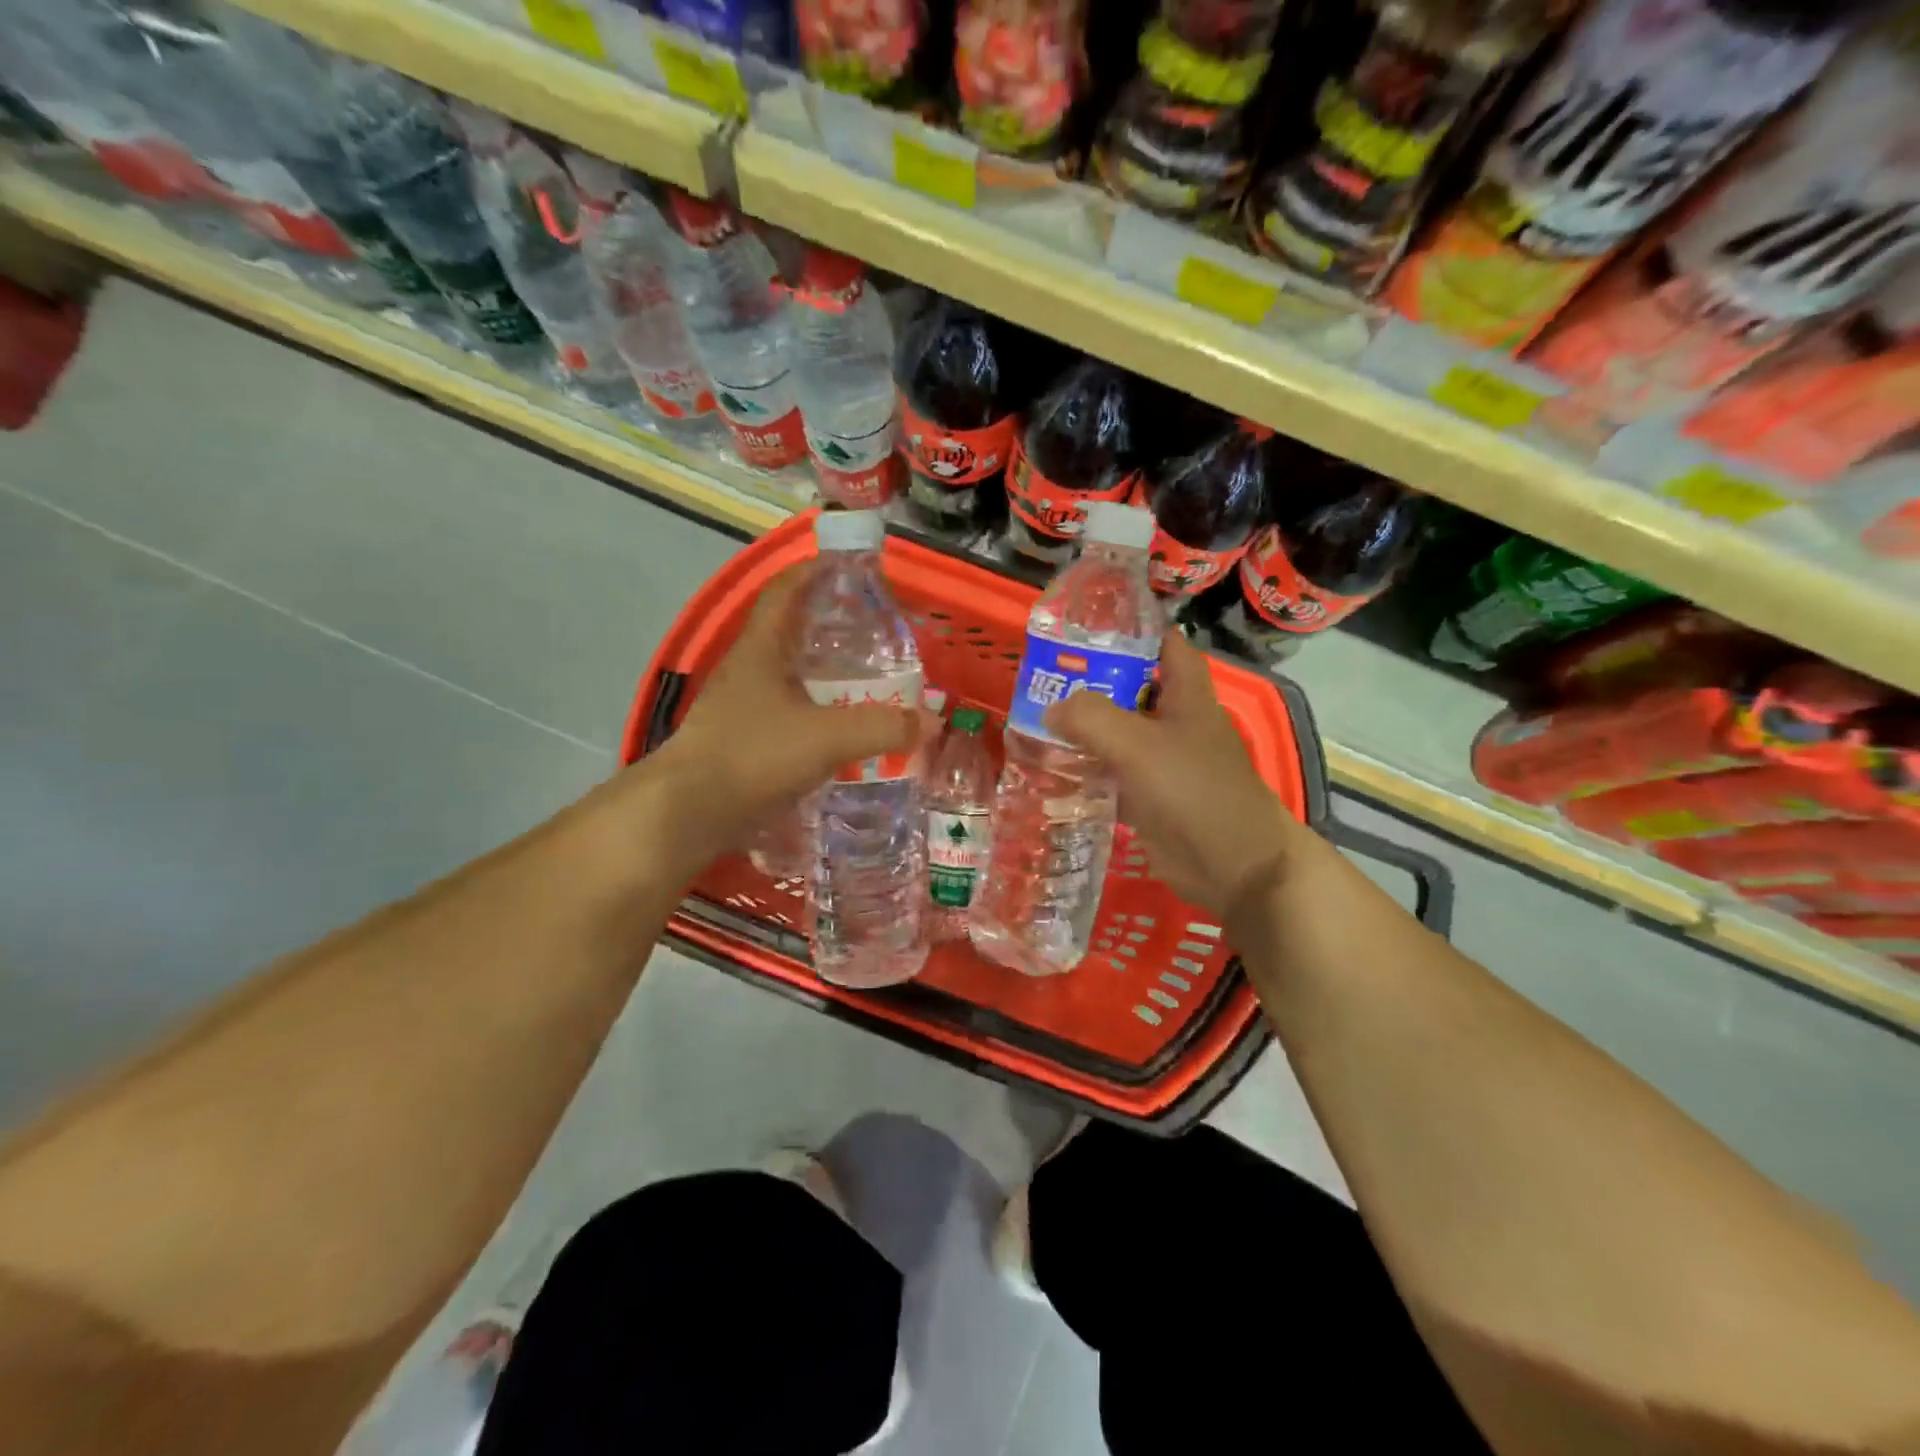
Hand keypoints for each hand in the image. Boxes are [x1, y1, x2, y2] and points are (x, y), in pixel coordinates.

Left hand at [642, 563, 923, 865]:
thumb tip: (931, 721)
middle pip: (789, 633)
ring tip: (866, 683)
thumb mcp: (827, 737)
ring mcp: (739, 707)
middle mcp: (747, 670)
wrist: (688, 812)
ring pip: (788, 677)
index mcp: (760, 649)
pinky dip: (814, 714)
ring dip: (823, 676)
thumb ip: (882, 727)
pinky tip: (838, 732)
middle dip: (829, 628)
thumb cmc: (753, 755)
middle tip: (874, 634)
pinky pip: (784, 714)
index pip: (784, 591)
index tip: (848, 567)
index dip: (813, 571)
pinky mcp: (740, 740)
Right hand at [1044, 631, 1304, 916]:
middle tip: (1042, 673)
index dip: (1132, 627)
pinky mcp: (1148, 795)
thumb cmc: (1194, 791)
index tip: (1085, 624)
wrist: (1233, 865)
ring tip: (1034, 714)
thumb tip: (1051, 709)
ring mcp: (1161, 760)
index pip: (1163, 643)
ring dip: (1083, 725)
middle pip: (1131, 686)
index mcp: (1186, 694)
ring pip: (1117, 730)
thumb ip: (1092, 719)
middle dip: (1091, 679)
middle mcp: (1174, 720)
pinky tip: (1050, 764)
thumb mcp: (1140, 745)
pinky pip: (1111, 771)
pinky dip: (1086, 766)